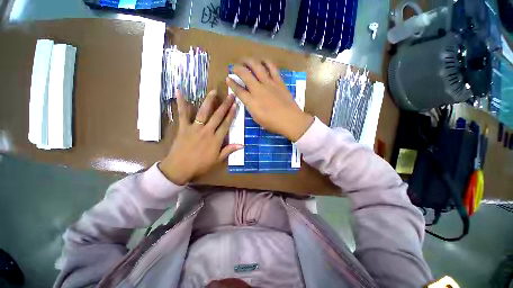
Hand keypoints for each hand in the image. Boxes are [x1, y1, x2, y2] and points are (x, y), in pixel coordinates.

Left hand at [159, 90, 241, 184]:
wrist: (179, 168)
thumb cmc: (200, 165)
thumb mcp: (217, 160)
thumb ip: (228, 150)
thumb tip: (242, 145)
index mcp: (216, 139)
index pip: (226, 124)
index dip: (231, 114)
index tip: (235, 105)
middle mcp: (207, 131)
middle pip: (218, 116)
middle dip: (225, 105)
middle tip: (230, 95)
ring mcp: (195, 128)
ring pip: (203, 112)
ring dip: (209, 101)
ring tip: (214, 91)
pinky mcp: (184, 127)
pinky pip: (183, 114)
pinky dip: (182, 103)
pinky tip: (180, 91)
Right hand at [226, 59, 313, 141]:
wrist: (290, 120)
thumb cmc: (273, 123)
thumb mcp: (257, 119)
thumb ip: (250, 107)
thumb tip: (246, 98)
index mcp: (252, 102)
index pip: (238, 90)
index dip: (231, 83)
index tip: (228, 78)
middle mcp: (258, 90)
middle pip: (244, 74)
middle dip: (237, 68)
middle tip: (234, 67)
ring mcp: (269, 84)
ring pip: (257, 66)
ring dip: (249, 61)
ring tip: (245, 60)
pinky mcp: (278, 81)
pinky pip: (272, 67)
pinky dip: (266, 62)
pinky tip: (263, 61)